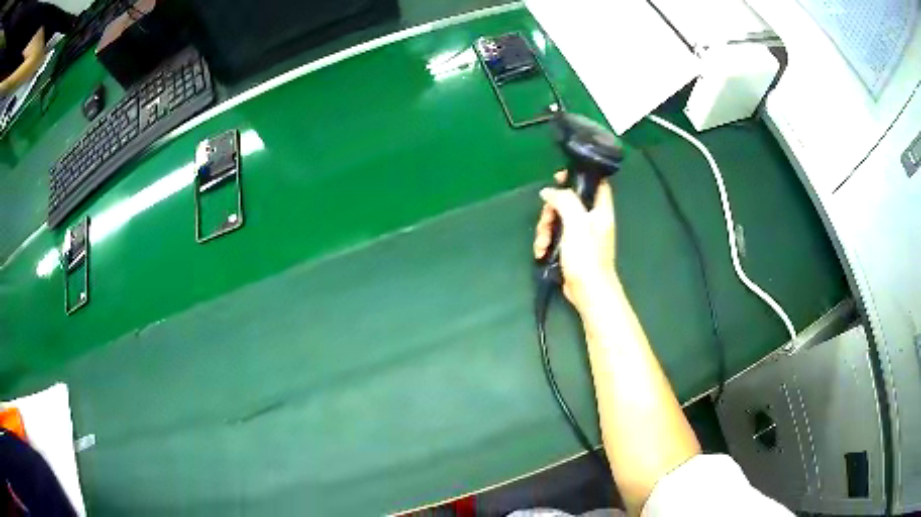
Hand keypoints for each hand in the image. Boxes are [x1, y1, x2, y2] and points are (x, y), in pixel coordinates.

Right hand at [533, 170, 616, 312]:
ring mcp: (580, 234)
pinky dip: (546, 242)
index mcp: (600, 210)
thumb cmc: (587, 257)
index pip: (595, 182)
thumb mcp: (576, 223)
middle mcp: (591, 219)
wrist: (588, 292)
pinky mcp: (570, 248)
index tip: (559, 177)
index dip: (578, 175)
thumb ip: (565, 201)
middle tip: (546, 221)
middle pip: (568, 201)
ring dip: (545, 229)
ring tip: (542, 244)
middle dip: (551, 210)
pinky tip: (542, 252)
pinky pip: (555, 236)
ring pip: (558, 219)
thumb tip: (549, 191)